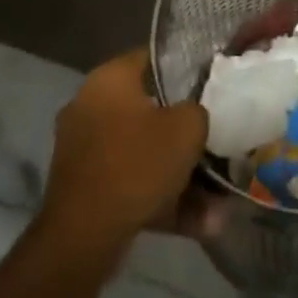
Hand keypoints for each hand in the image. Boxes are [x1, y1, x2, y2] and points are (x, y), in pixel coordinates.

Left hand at [36, 47, 207, 257]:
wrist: (82, 238)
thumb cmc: (137, 164)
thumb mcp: (188, 127)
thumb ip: (197, 110)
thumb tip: (192, 114)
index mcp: (109, 78)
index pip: (153, 58)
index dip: (186, 68)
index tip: (209, 85)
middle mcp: (89, 106)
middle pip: (149, 110)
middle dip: (183, 133)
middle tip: (212, 142)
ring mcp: (82, 149)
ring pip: (142, 153)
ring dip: (178, 175)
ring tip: (216, 202)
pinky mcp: (82, 188)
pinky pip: (130, 183)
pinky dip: (159, 199)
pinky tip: (197, 224)